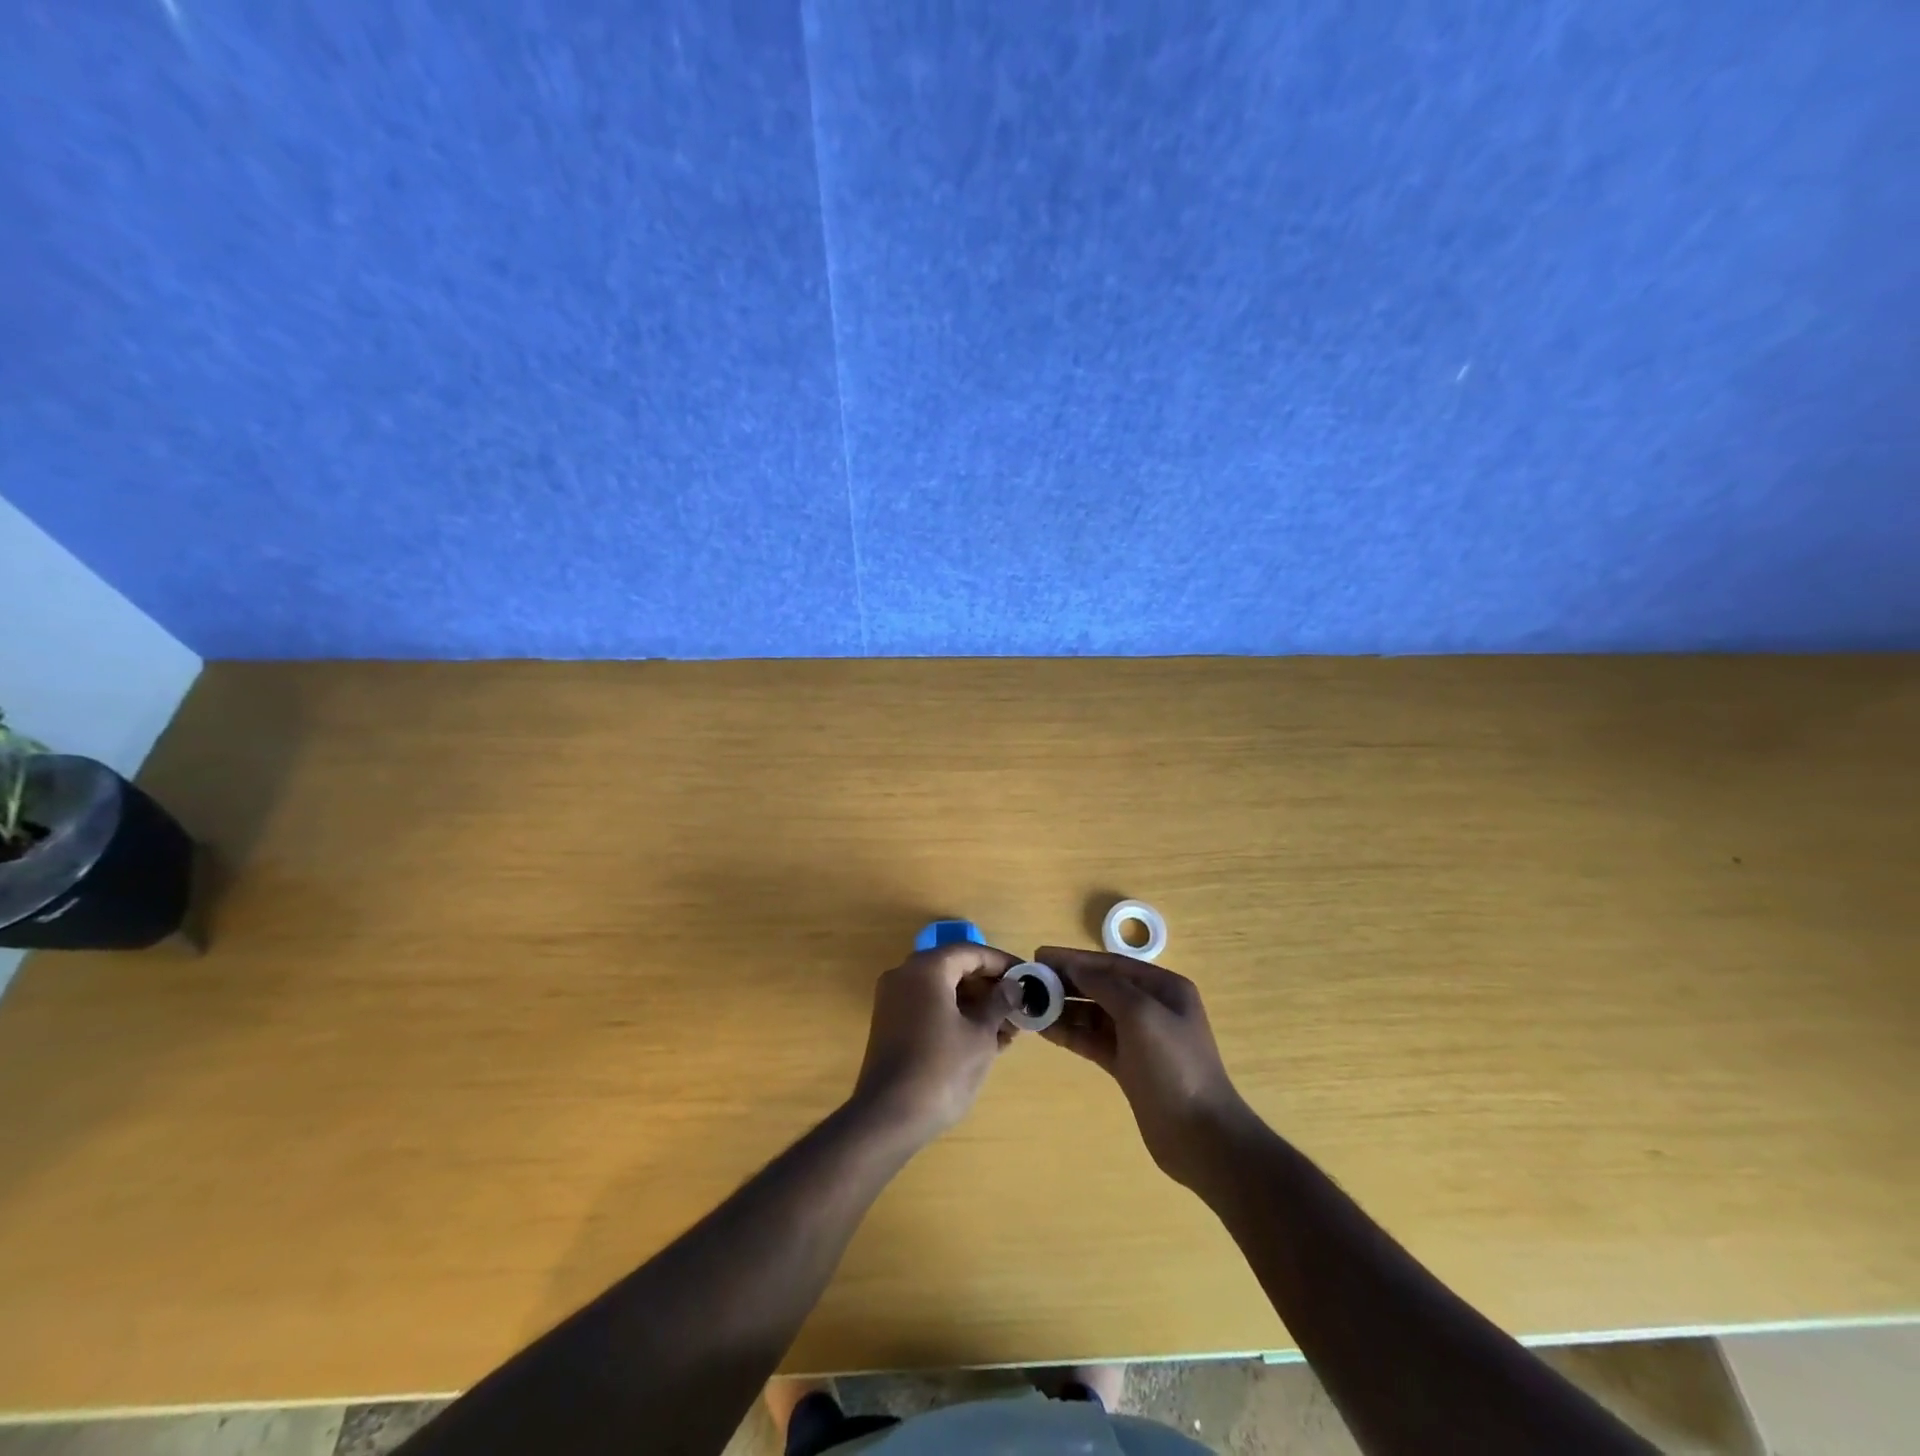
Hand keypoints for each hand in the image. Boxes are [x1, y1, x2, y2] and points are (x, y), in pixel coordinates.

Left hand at [850, 943, 1020, 1146]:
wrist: (889, 1117)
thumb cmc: (942, 1069)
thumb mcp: (981, 1035)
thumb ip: (999, 1003)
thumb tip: (1013, 986)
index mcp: (927, 968)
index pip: (971, 952)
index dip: (1002, 963)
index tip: (1028, 977)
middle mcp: (905, 976)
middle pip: (955, 969)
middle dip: (989, 987)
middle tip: (1019, 1006)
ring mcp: (894, 1001)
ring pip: (943, 991)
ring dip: (975, 1005)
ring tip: (1008, 1030)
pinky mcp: (891, 1026)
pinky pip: (929, 1008)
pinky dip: (955, 1017)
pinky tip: (984, 1041)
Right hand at [1036, 946, 1249, 1188]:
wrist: (1201, 1137)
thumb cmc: (1174, 1066)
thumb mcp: (1141, 1014)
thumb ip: (1106, 985)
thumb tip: (1075, 966)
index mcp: (1163, 988)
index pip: (1111, 964)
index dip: (1075, 959)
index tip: (1040, 955)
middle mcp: (1152, 1008)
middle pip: (1101, 987)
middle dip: (1067, 982)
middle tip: (1029, 982)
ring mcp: (1140, 1039)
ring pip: (1095, 1015)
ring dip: (1065, 1009)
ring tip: (1031, 1006)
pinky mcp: (1129, 1066)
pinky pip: (1094, 1041)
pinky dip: (1072, 1034)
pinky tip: (1045, 1030)